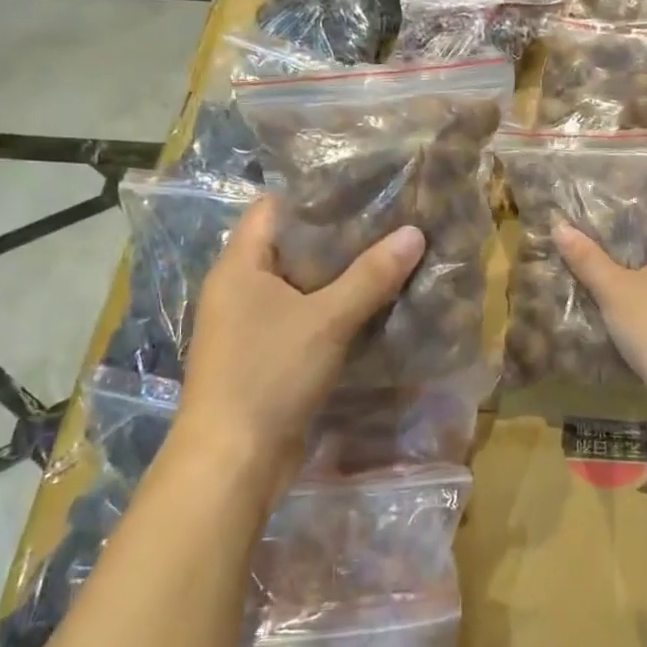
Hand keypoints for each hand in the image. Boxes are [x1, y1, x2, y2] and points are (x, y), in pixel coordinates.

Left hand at [174, 196, 423, 478]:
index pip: (273, 208)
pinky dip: (332, 308)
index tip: (362, 186)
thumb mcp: (326, 320)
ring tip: (389, 255)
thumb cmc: (269, 374)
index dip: (314, 194)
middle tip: (389, 220)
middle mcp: (238, 288)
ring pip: (299, 285)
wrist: (233, 460)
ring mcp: (249, 324)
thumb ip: (370, 276)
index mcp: (239, 266)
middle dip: (337, 235)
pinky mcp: (264, 355)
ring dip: (338, 275)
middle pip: (290, 246)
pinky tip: (371, 304)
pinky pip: (302, 317)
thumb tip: (414, 233)